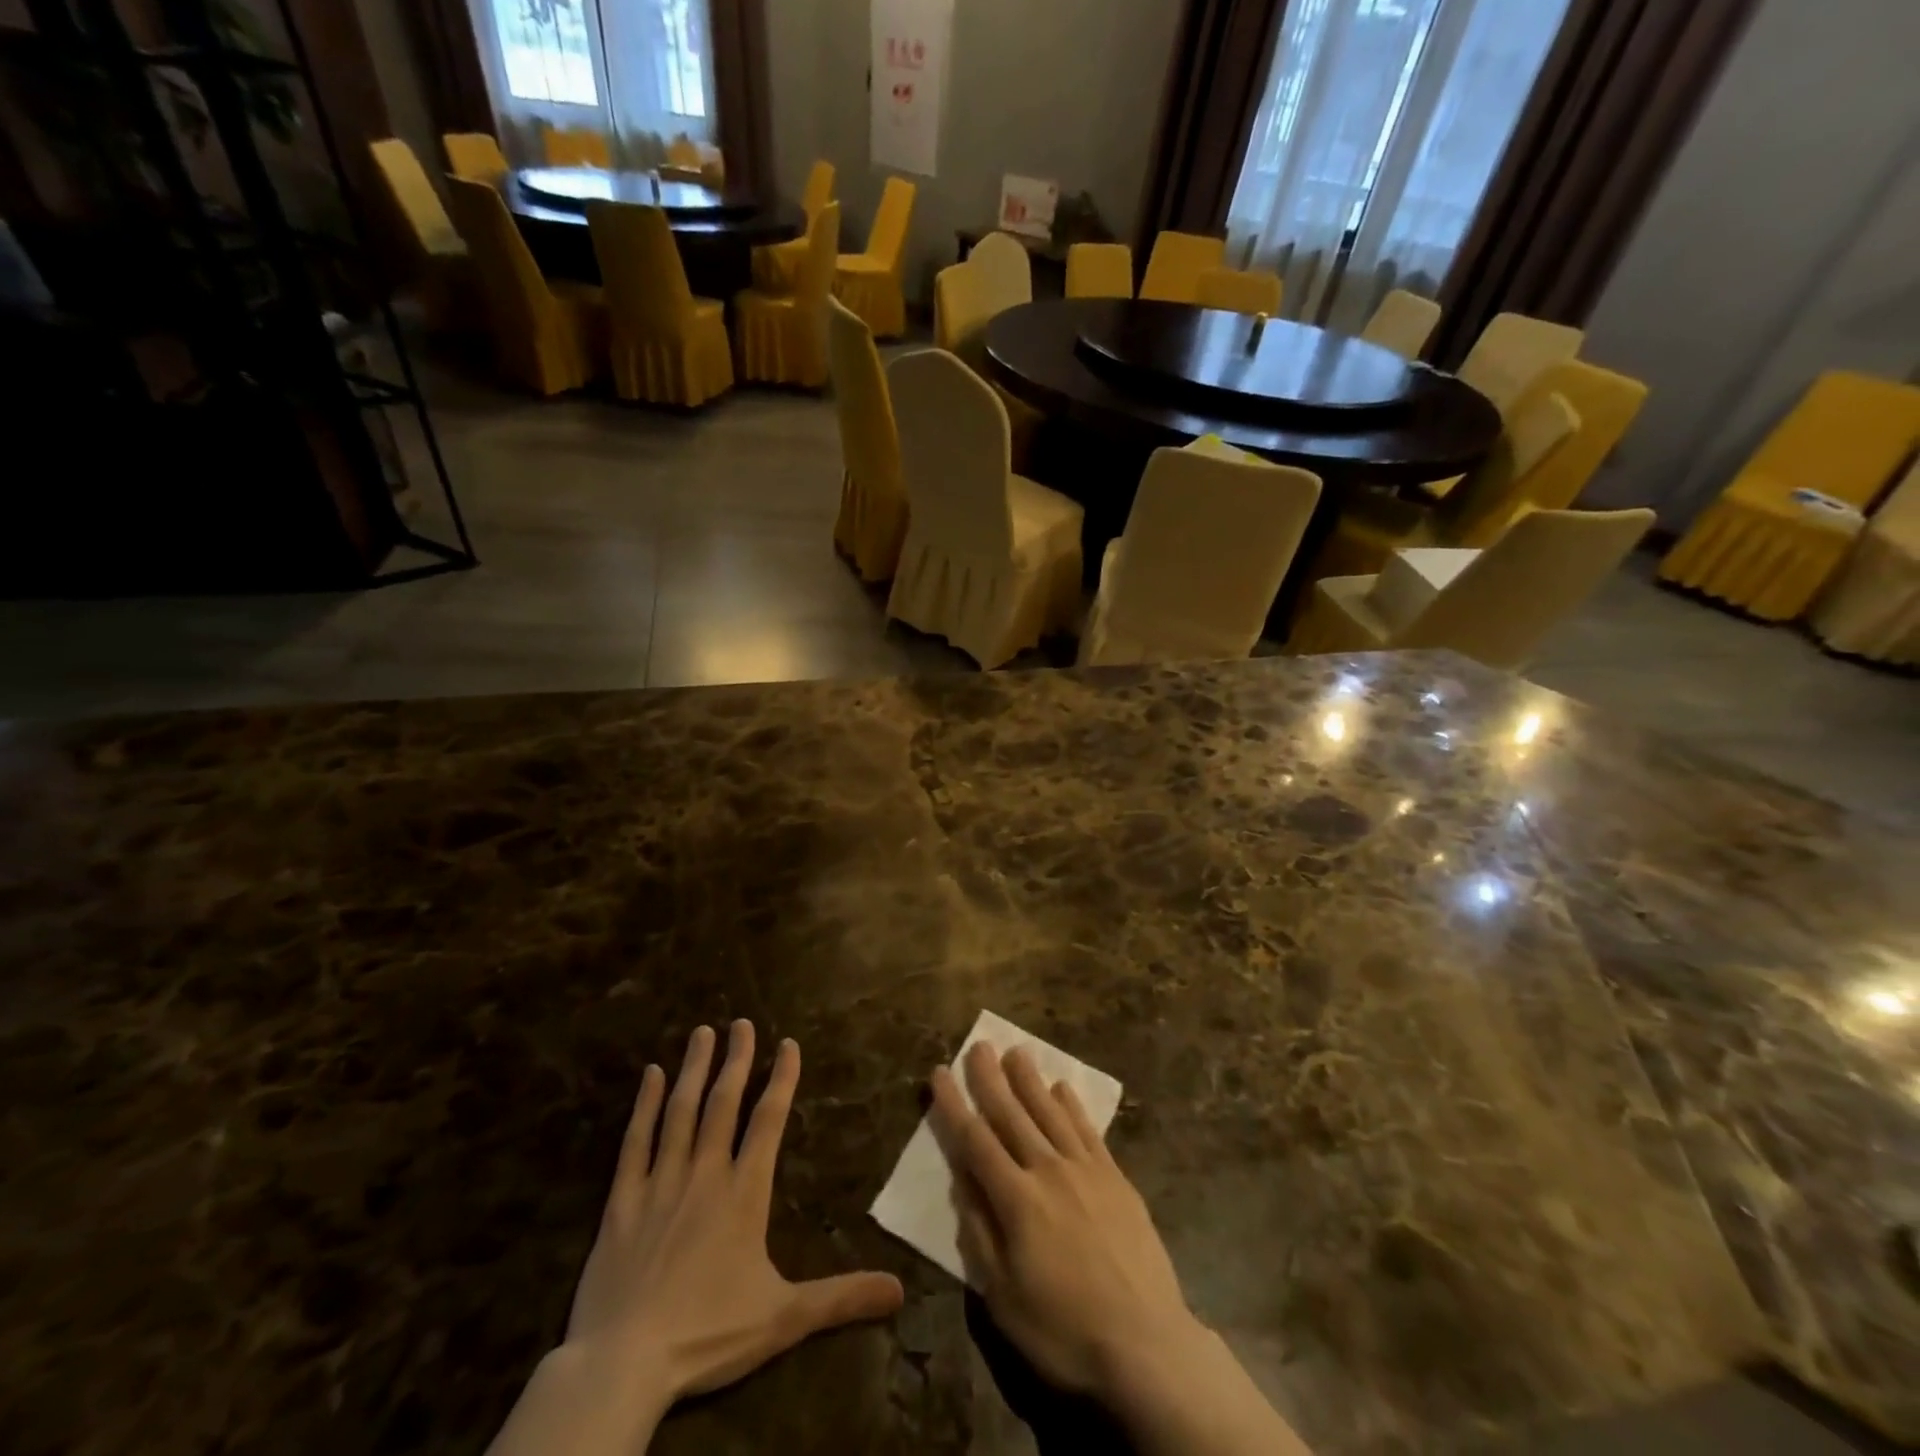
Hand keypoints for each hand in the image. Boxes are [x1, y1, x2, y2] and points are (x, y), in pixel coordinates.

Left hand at [568, 1021, 903, 1394]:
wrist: (623, 1365)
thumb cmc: (708, 1335)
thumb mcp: (784, 1318)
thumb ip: (841, 1296)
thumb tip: (900, 1290)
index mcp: (744, 1192)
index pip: (769, 1120)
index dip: (781, 1078)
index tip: (788, 1043)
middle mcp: (705, 1174)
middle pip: (724, 1103)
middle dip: (736, 1060)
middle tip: (741, 1022)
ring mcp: (660, 1183)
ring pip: (681, 1112)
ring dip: (694, 1069)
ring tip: (702, 1032)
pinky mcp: (622, 1202)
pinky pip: (634, 1143)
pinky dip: (644, 1106)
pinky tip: (651, 1075)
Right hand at [931, 1042, 1309, 1455]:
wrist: (1146, 1345)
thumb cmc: (1064, 1331)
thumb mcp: (1003, 1297)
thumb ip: (980, 1232)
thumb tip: (962, 1180)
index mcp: (1017, 1200)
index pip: (975, 1140)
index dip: (954, 1105)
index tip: (940, 1072)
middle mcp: (1049, 1171)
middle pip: (1012, 1115)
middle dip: (991, 1079)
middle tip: (979, 1045)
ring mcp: (1086, 1170)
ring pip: (1050, 1113)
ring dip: (1030, 1080)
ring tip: (1016, 1051)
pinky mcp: (1116, 1178)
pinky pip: (1088, 1130)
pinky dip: (1072, 1106)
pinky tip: (1062, 1088)